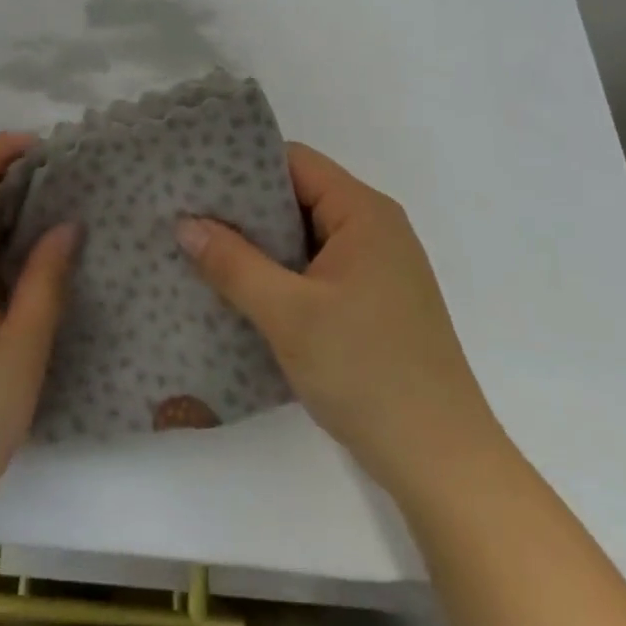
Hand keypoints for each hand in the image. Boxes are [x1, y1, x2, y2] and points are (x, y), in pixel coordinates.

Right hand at [175, 143, 497, 494]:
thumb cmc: (367, 372)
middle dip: (244, 209)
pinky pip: (316, 269)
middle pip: (299, 196)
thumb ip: (233, 263)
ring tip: (203, 251)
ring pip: (305, 237)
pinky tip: (240, 291)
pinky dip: (280, 274)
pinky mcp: (372, 303)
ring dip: (259, 245)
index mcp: (364, 213)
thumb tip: (184, 224)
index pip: (295, 163)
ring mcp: (376, 268)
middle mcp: (375, 229)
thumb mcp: (289, 314)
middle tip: (187, 218)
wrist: (441, 462)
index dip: (243, 166)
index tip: (195, 180)